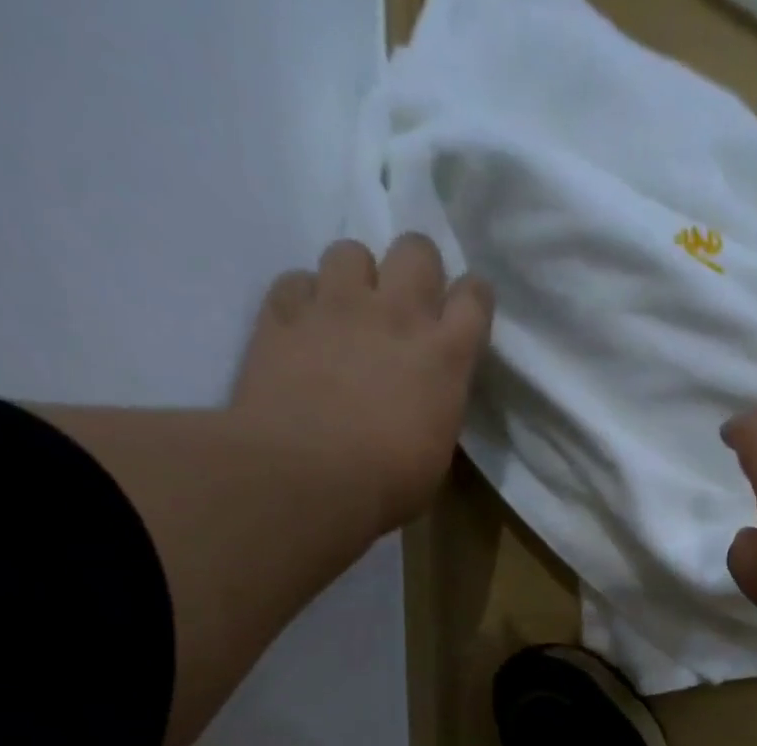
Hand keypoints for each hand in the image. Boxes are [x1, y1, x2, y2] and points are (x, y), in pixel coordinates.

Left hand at [231, 234, 492, 535]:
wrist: (305, 478)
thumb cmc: (387, 484)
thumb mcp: (437, 452)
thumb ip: (437, 406)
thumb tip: (427, 400)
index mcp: (444, 356)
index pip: (474, 297)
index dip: (473, 299)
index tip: (467, 314)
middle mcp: (395, 315)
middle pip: (417, 249)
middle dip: (417, 270)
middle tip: (408, 307)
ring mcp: (334, 307)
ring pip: (350, 251)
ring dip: (357, 278)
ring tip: (350, 313)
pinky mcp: (281, 313)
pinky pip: (296, 282)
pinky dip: (304, 300)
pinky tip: (306, 330)